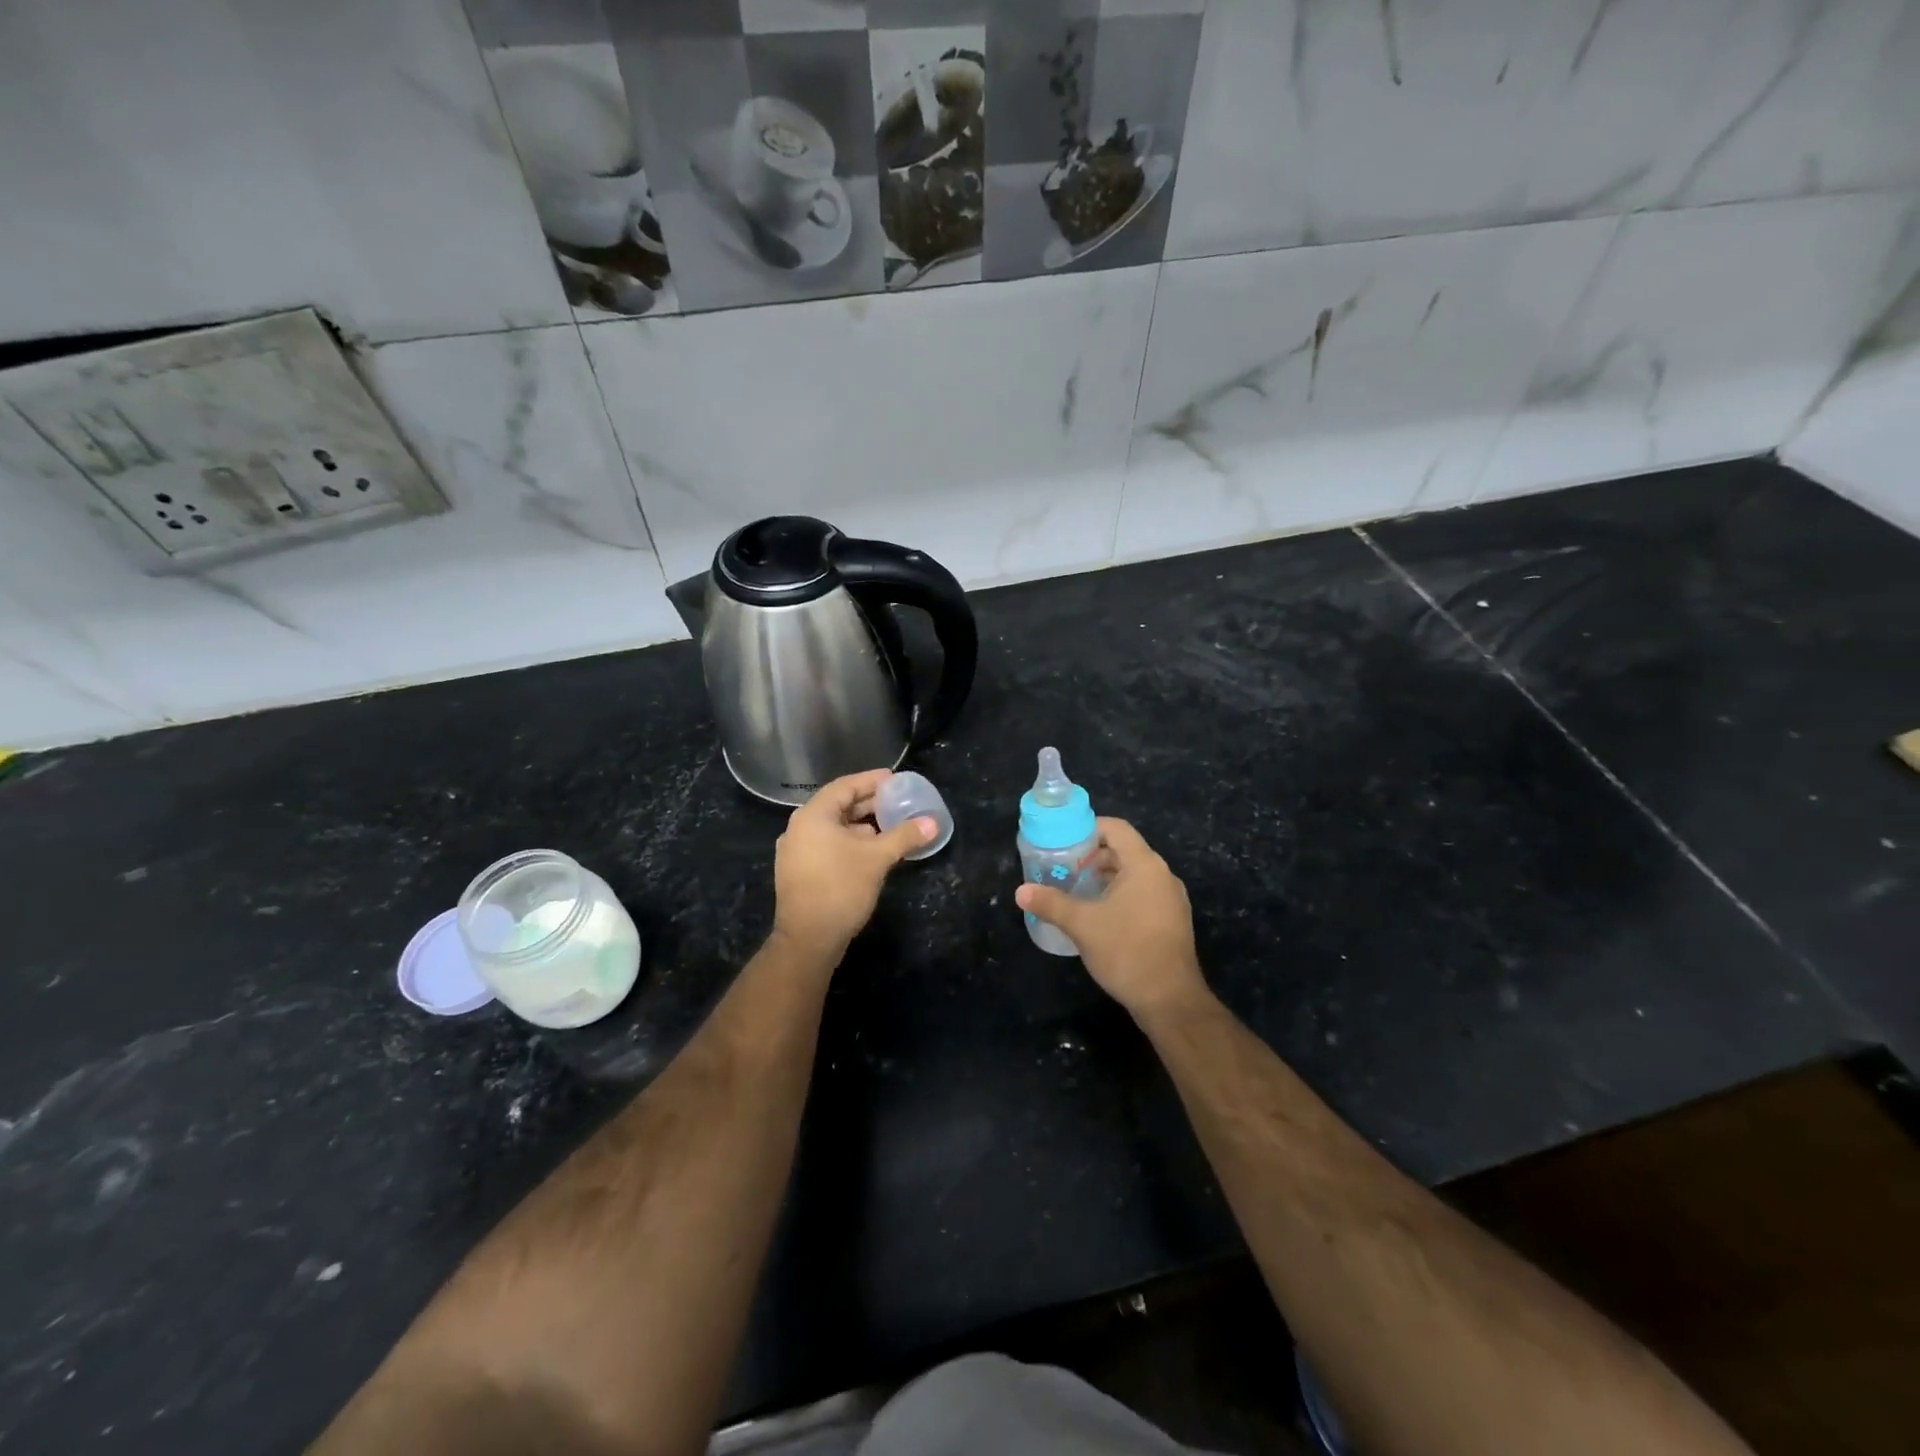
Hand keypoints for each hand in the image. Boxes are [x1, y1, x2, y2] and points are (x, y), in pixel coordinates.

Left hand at [770, 769, 934, 962]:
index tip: (894, 779)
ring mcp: (796, 852)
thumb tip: (932, 822)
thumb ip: (904, 836)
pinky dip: (850, 843)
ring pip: (833, 828)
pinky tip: (871, 852)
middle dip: (868, 804)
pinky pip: (827, 846)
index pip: (845, 786)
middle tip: (896, 801)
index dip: (871, 781)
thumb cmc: (840, 888)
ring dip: (861, 826)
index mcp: (813, 816)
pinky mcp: (800, 872)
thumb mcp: (877, 858)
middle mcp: (799, 828)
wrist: (808, 939)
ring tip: (889, 826)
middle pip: (838, 806)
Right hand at [1015, 817, 1208, 1016]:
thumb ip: (1051, 903)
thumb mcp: (1082, 925)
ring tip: (1077, 893)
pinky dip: (1121, 896)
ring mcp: (1171, 900)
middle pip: (1125, 851)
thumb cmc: (1126, 951)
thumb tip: (1020, 891)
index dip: (1089, 828)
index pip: (1117, 829)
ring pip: (1135, 876)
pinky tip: (1100, 917)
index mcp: (1145, 865)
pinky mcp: (1172, 922)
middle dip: (1093, 857)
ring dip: (1106, 879)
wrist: (1170, 1000)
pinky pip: (1144, 895)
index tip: (1064, 841)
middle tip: (1065, 870)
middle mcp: (1163, 876)